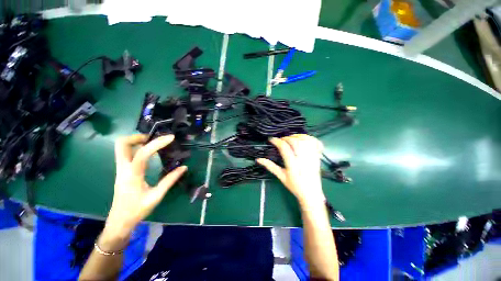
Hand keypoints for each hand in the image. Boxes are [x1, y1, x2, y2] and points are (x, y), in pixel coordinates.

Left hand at [105, 134, 186, 237]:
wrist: (120, 221)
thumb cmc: (137, 210)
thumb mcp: (156, 196)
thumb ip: (170, 180)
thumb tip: (184, 167)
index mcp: (132, 175)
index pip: (143, 153)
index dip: (157, 143)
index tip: (170, 138)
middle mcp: (123, 169)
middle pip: (122, 144)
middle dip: (138, 137)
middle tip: (154, 139)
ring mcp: (121, 169)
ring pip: (122, 148)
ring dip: (136, 141)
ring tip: (154, 144)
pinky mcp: (122, 171)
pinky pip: (126, 154)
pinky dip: (137, 148)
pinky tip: (149, 153)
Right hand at [257, 134, 324, 205]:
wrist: (311, 194)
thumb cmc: (295, 186)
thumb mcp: (281, 176)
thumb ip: (270, 166)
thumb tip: (258, 159)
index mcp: (292, 165)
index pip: (284, 148)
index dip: (277, 141)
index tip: (271, 139)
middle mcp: (303, 160)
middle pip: (295, 142)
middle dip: (286, 138)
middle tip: (281, 140)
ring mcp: (312, 157)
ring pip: (305, 140)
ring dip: (297, 136)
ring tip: (291, 139)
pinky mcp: (317, 157)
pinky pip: (316, 143)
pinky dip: (309, 138)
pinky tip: (303, 139)